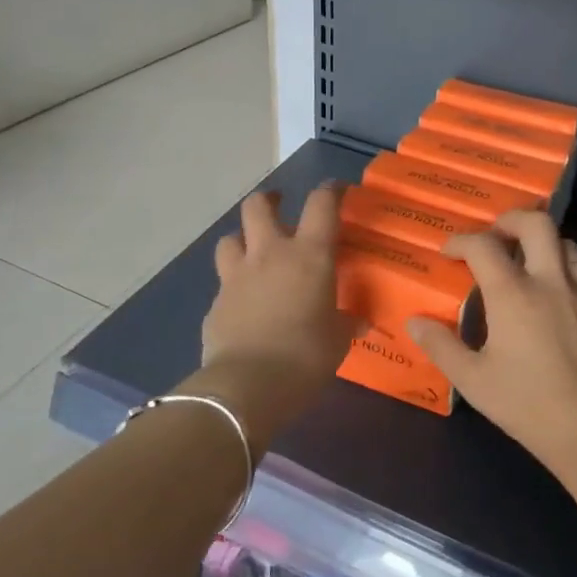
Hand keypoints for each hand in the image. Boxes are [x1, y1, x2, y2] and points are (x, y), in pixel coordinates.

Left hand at [196, 185, 357, 448]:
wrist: (248, 386)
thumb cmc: (306, 356)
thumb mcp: (338, 340)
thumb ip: (347, 322)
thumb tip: (360, 320)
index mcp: (308, 255)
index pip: (321, 205)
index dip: (330, 190)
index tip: (337, 190)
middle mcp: (269, 255)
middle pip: (258, 206)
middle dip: (270, 201)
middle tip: (280, 208)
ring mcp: (236, 277)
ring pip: (230, 238)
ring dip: (243, 239)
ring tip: (254, 252)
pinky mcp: (215, 304)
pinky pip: (224, 284)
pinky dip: (235, 287)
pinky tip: (243, 305)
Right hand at [407, 210, 576, 480]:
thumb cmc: (526, 404)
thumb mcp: (473, 380)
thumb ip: (441, 346)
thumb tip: (415, 322)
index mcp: (513, 294)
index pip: (484, 246)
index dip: (462, 241)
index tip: (450, 252)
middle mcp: (551, 281)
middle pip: (536, 223)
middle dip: (510, 220)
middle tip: (495, 235)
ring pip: (566, 243)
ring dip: (543, 243)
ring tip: (528, 262)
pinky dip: (566, 270)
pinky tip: (557, 295)